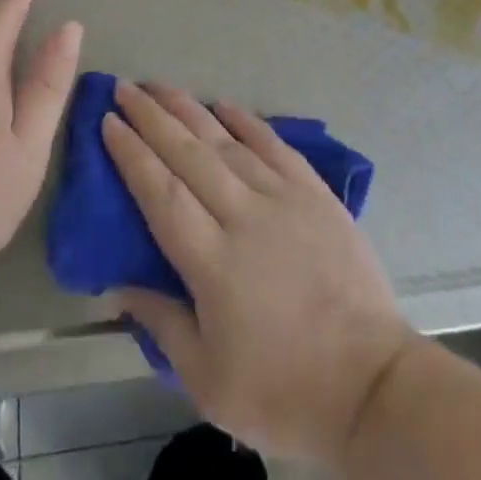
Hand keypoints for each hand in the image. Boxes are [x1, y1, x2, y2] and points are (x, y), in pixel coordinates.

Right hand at [103, 82, 414, 463]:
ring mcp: (283, 199)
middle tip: (124, 89)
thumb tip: (119, 285)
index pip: (160, 193)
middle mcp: (244, 216)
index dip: (131, 154)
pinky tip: (224, 104)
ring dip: (189, 109)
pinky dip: (247, 121)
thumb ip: (162, 325)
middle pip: (188, 154)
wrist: (372, 387)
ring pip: (226, 142)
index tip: (108, 122)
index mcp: (212, 263)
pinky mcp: (315, 194)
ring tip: (160, 86)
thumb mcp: (209, 383)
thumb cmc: (284, 393)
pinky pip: (274, 145)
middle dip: (151, 117)